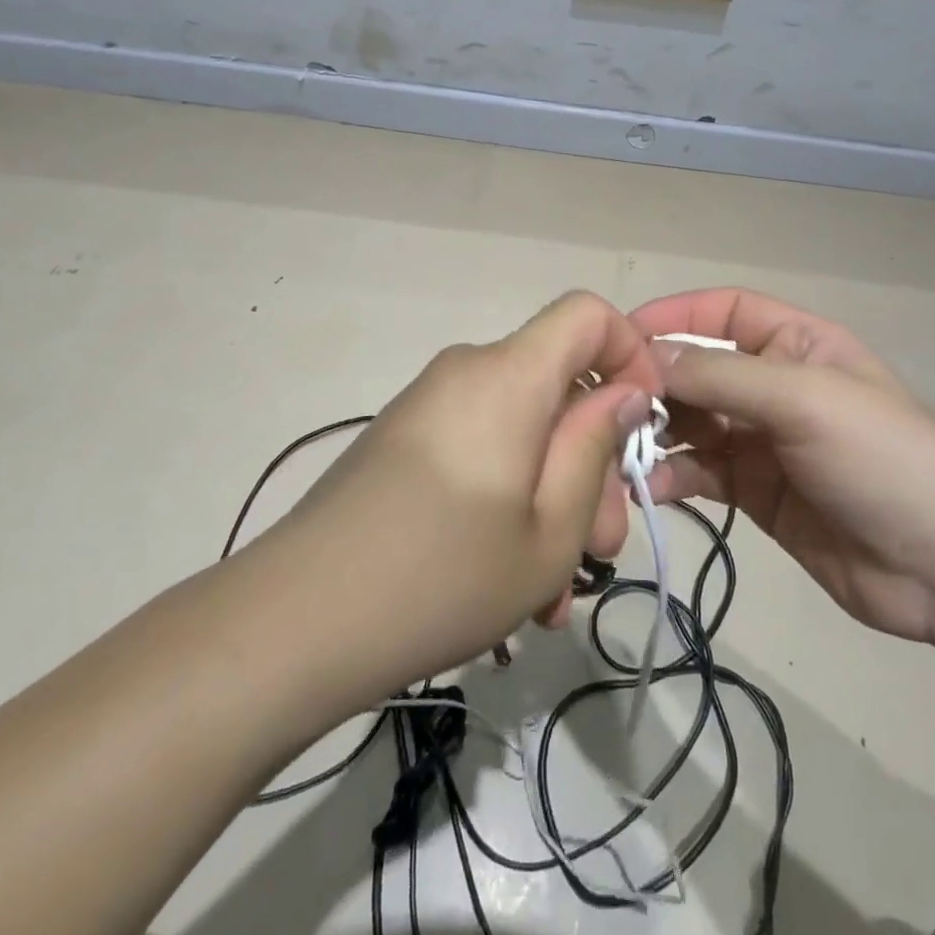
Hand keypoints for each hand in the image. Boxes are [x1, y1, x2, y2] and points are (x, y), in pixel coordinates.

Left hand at [275, 292, 658, 705]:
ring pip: (521, 429)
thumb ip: (595, 448)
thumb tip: (622, 394)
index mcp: (508, 376)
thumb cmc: (442, 576)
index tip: (639, 427)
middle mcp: (467, 371)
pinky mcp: (403, 437)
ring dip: (551, 495)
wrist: (294, 621)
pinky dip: (508, 495)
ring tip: (551, 589)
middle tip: (600, 548)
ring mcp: (429, 404)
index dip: (629, 355)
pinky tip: (506, 579)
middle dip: (591, 460)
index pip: (587, 313)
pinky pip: (480, 446)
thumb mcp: (549, 531)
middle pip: (556, 386)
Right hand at [630, 288, 934, 643]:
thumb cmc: (883, 459)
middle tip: (609, 404)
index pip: (722, 311)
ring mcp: (764, 442)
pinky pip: (701, 472)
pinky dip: (672, 475)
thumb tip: (647, 359)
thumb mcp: (803, 400)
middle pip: (699, 368)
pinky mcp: (756, 494)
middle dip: (656, 381)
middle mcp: (775, 386)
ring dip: (656, 431)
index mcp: (797, 345)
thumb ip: (721, 375)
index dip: (673, 315)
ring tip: (621, 449)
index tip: (620, 337)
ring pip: (693, 423)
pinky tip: (651, 487)